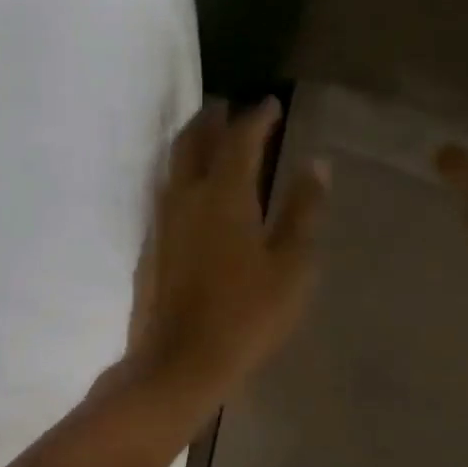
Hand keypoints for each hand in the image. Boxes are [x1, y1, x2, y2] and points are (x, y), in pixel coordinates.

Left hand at [124, 97, 328, 411]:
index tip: (271, 104)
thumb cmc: (246, 316)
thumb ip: (303, 211)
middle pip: (192, 141)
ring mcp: (161, 222)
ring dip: (191, 144)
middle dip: (211, 119)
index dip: (256, 117)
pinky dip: (181, 178)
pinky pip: (164, 195)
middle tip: (227, 108)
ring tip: (209, 140)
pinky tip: (193, 194)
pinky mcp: (150, 247)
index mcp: (224, 194)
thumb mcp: (291, 266)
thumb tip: (317, 165)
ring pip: (172, 166)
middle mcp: (185, 197)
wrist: (180, 362)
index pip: (239, 138)